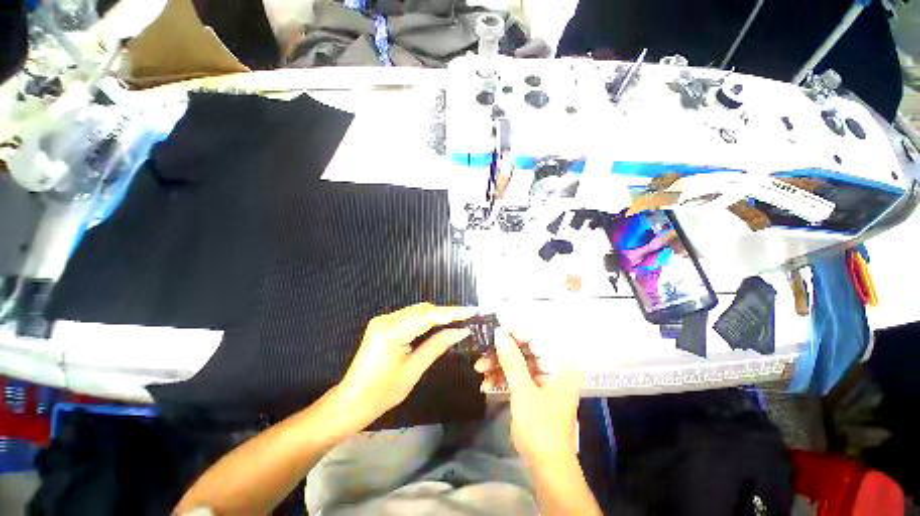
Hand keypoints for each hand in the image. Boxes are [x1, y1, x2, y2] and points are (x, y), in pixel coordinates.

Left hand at [337, 303, 476, 427]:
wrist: (351, 401)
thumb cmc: (382, 393)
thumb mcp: (413, 370)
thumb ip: (437, 346)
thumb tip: (460, 331)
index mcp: (392, 331)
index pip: (429, 316)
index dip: (453, 312)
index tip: (473, 311)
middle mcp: (387, 319)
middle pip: (423, 309)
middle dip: (446, 313)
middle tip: (468, 317)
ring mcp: (383, 320)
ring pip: (417, 311)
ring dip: (437, 315)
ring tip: (458, 320)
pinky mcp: (383, 324)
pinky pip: (410, 316)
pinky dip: (425, 319)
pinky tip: (438, 324)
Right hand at [476, 330, 582, 466]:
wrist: (547, 467)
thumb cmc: (540, 429)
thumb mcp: (523, 392)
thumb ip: (511, 360)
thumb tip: (498, 333)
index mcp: (559, 364)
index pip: (535, 336)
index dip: (514, 330)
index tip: (494, 326)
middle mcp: (553, 366)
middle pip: (523, 348)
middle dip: (501, 351)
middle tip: (481, 353)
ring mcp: (542, 377)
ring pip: (516, 360)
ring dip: (497, 364)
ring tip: (479, 371)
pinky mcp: (533, 387)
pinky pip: (515, 374)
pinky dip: (501, 377)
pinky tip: (487, 385)